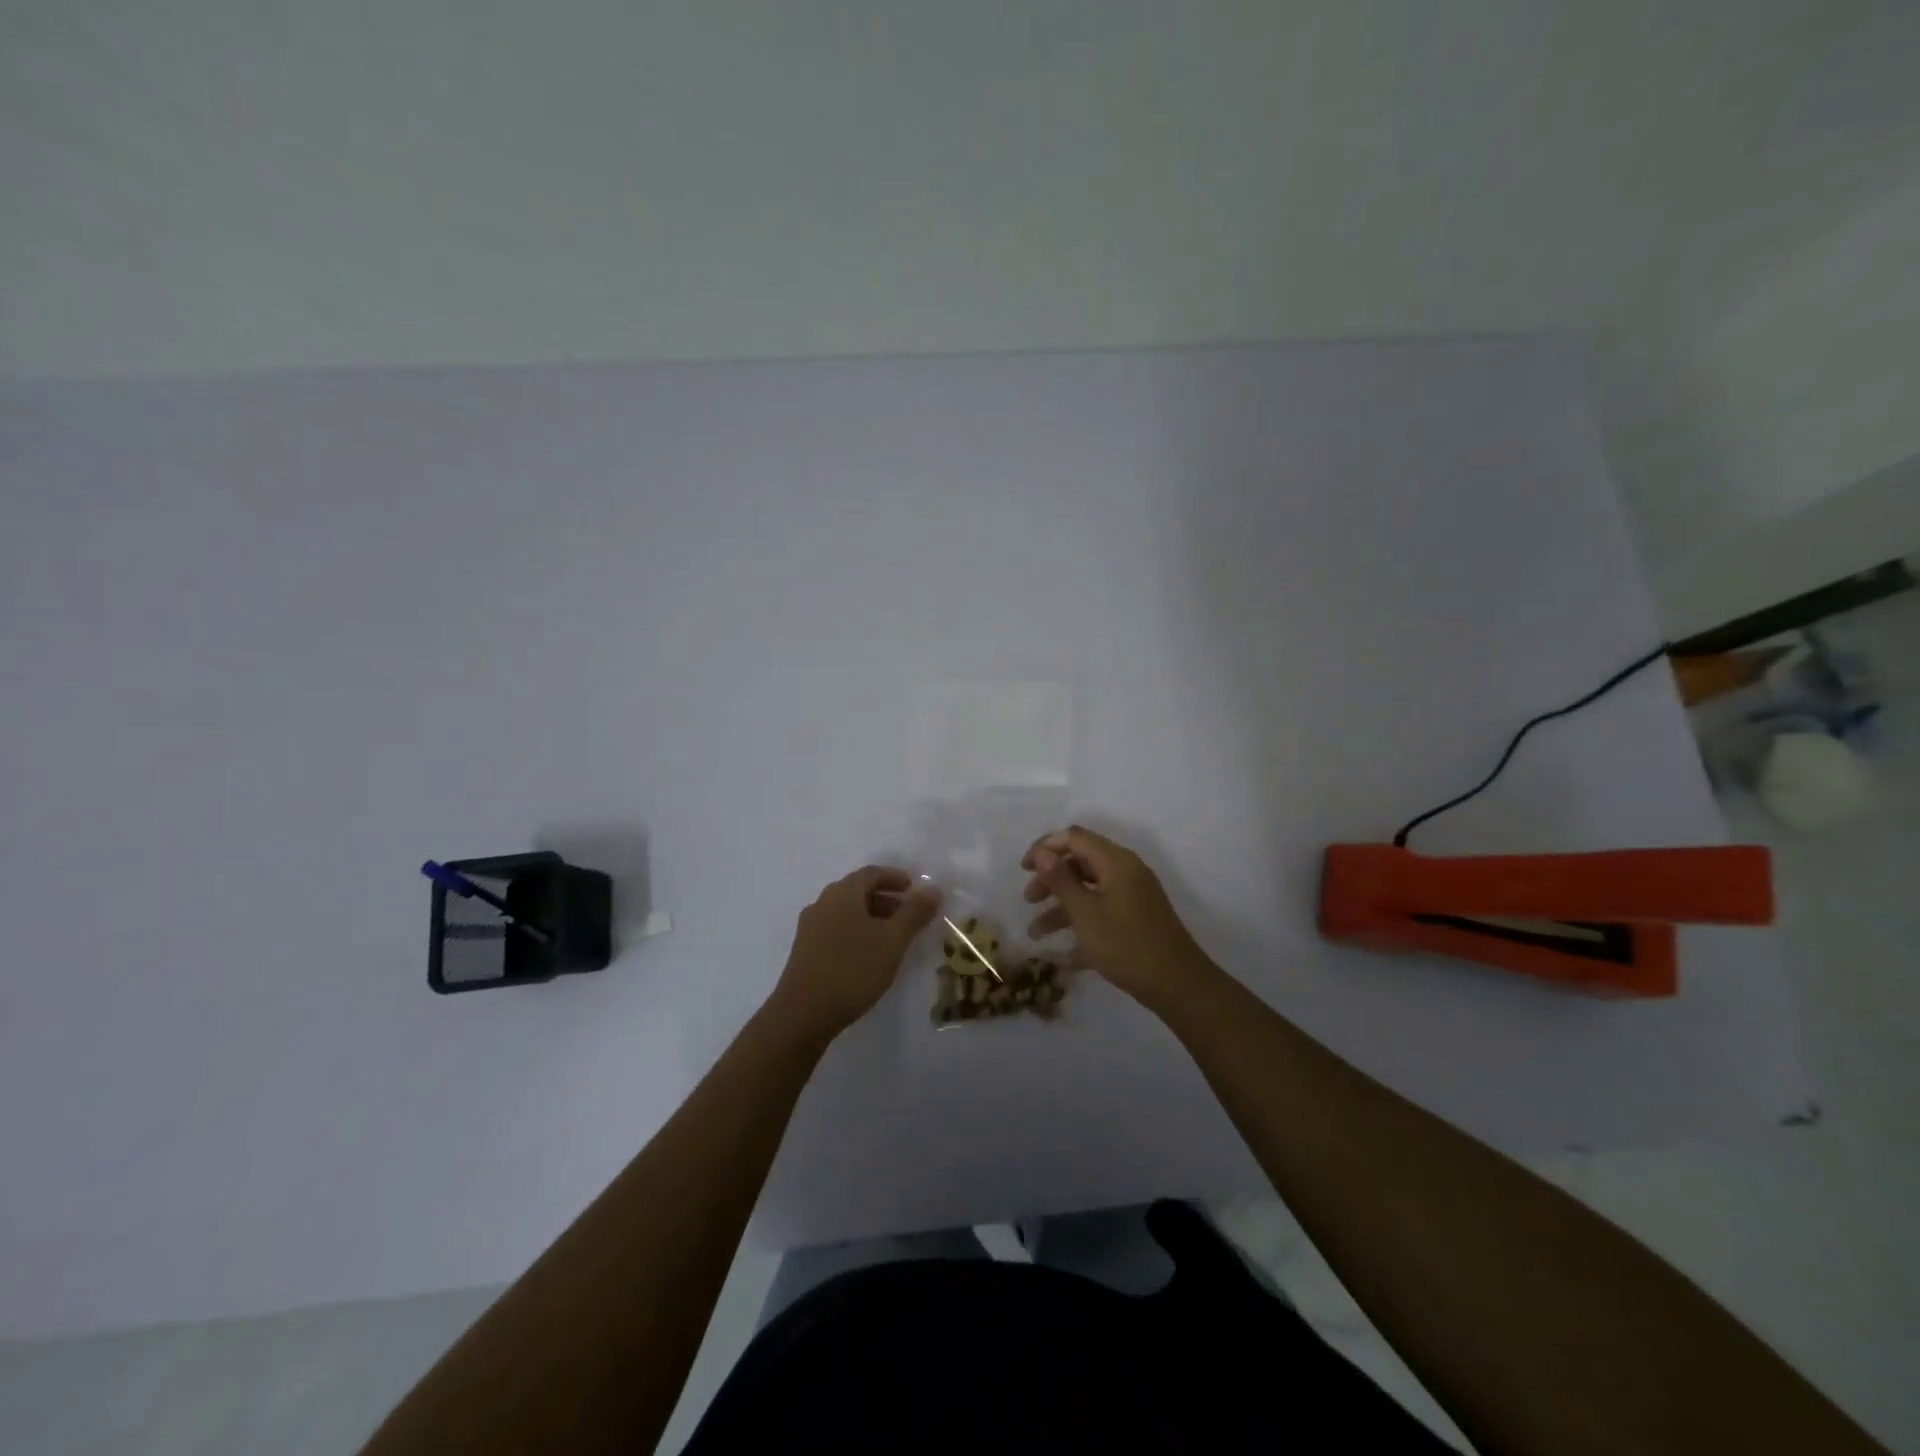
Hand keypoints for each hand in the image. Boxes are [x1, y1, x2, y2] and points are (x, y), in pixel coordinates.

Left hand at [771, 866, 941, 1039]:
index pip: (871, 873)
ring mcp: (809, 928)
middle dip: (885, 899)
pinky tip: (867, 955)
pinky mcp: (804, 951)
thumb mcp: (893, 941)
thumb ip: (914, 913)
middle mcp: (822, 903)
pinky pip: (835, 930)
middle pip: (857, 891)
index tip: (914, 888)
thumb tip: (933, 889)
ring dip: (871, 917)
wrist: (802, 1013)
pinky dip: (856, 932)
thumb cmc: (852, 969)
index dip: (895, 877)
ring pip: (845, 912)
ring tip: (892, 938)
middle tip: (908, 914)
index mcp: (842, 894)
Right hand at [1023, 826, 1206, 1009]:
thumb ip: (1061, 880)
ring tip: (1036, 934)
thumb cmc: (1126, 944)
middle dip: (1051, 879)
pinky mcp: (1137, 921)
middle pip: (1081, 863)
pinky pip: (1102, 914)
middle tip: (1028, 900)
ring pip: (1090, 892)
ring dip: (1061, 908)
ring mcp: (1133, 897)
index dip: (1046, 847)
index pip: (1075, 838)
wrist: (1177, 984)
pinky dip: (1082, 927)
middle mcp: (1126, 872)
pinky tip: (1062, 957)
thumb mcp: (1085, 912)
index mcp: (1115, 862)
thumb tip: (1043, 852)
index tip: (1023, 869)